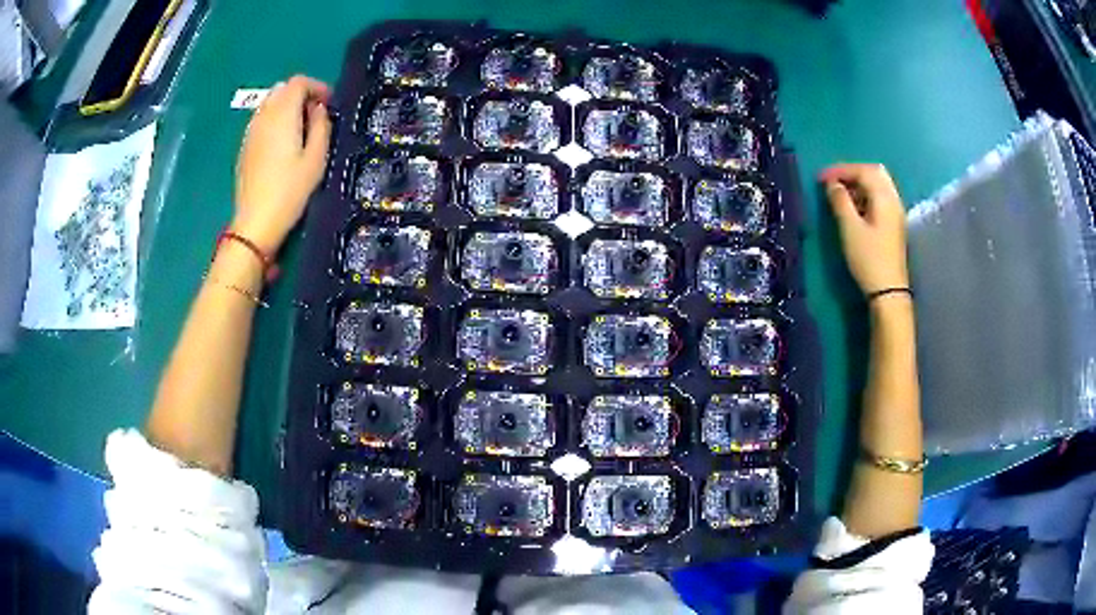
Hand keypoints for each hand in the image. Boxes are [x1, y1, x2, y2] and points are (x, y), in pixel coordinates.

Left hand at [231, 75, 331, 253]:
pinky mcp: (245, 146)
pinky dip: (275, 120)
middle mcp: (264, 116)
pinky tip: (284, 143)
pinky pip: (262, 120)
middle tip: (316, 114)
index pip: (298, 82)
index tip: (329, 103)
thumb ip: (321, 126)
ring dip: (287, 107)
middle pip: (282, 89)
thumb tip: (319, 109)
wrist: (256, 222)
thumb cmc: (290, 191)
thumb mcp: (317, 159)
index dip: (317, 86)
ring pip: (270, 103)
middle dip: (301, 94)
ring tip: (301, 129)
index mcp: (283, 115)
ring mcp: (251, 131)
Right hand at [821, 163, 909, 295]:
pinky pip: (880, 198)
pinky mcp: (894, 224)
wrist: (888, 291)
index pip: (863, 171)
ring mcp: (896, 212)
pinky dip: (866, 194)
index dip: (841, 170)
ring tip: (840, 194)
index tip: (821, 178)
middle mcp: (893, 200)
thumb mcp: (849, 228)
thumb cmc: (868, 258)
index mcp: (884, 197)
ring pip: (878, 185)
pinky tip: (854, 206)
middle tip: (834, 181)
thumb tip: (833, 185)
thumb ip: (840, 201)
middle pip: (874, 172)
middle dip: (852, 172)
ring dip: (859, 183)